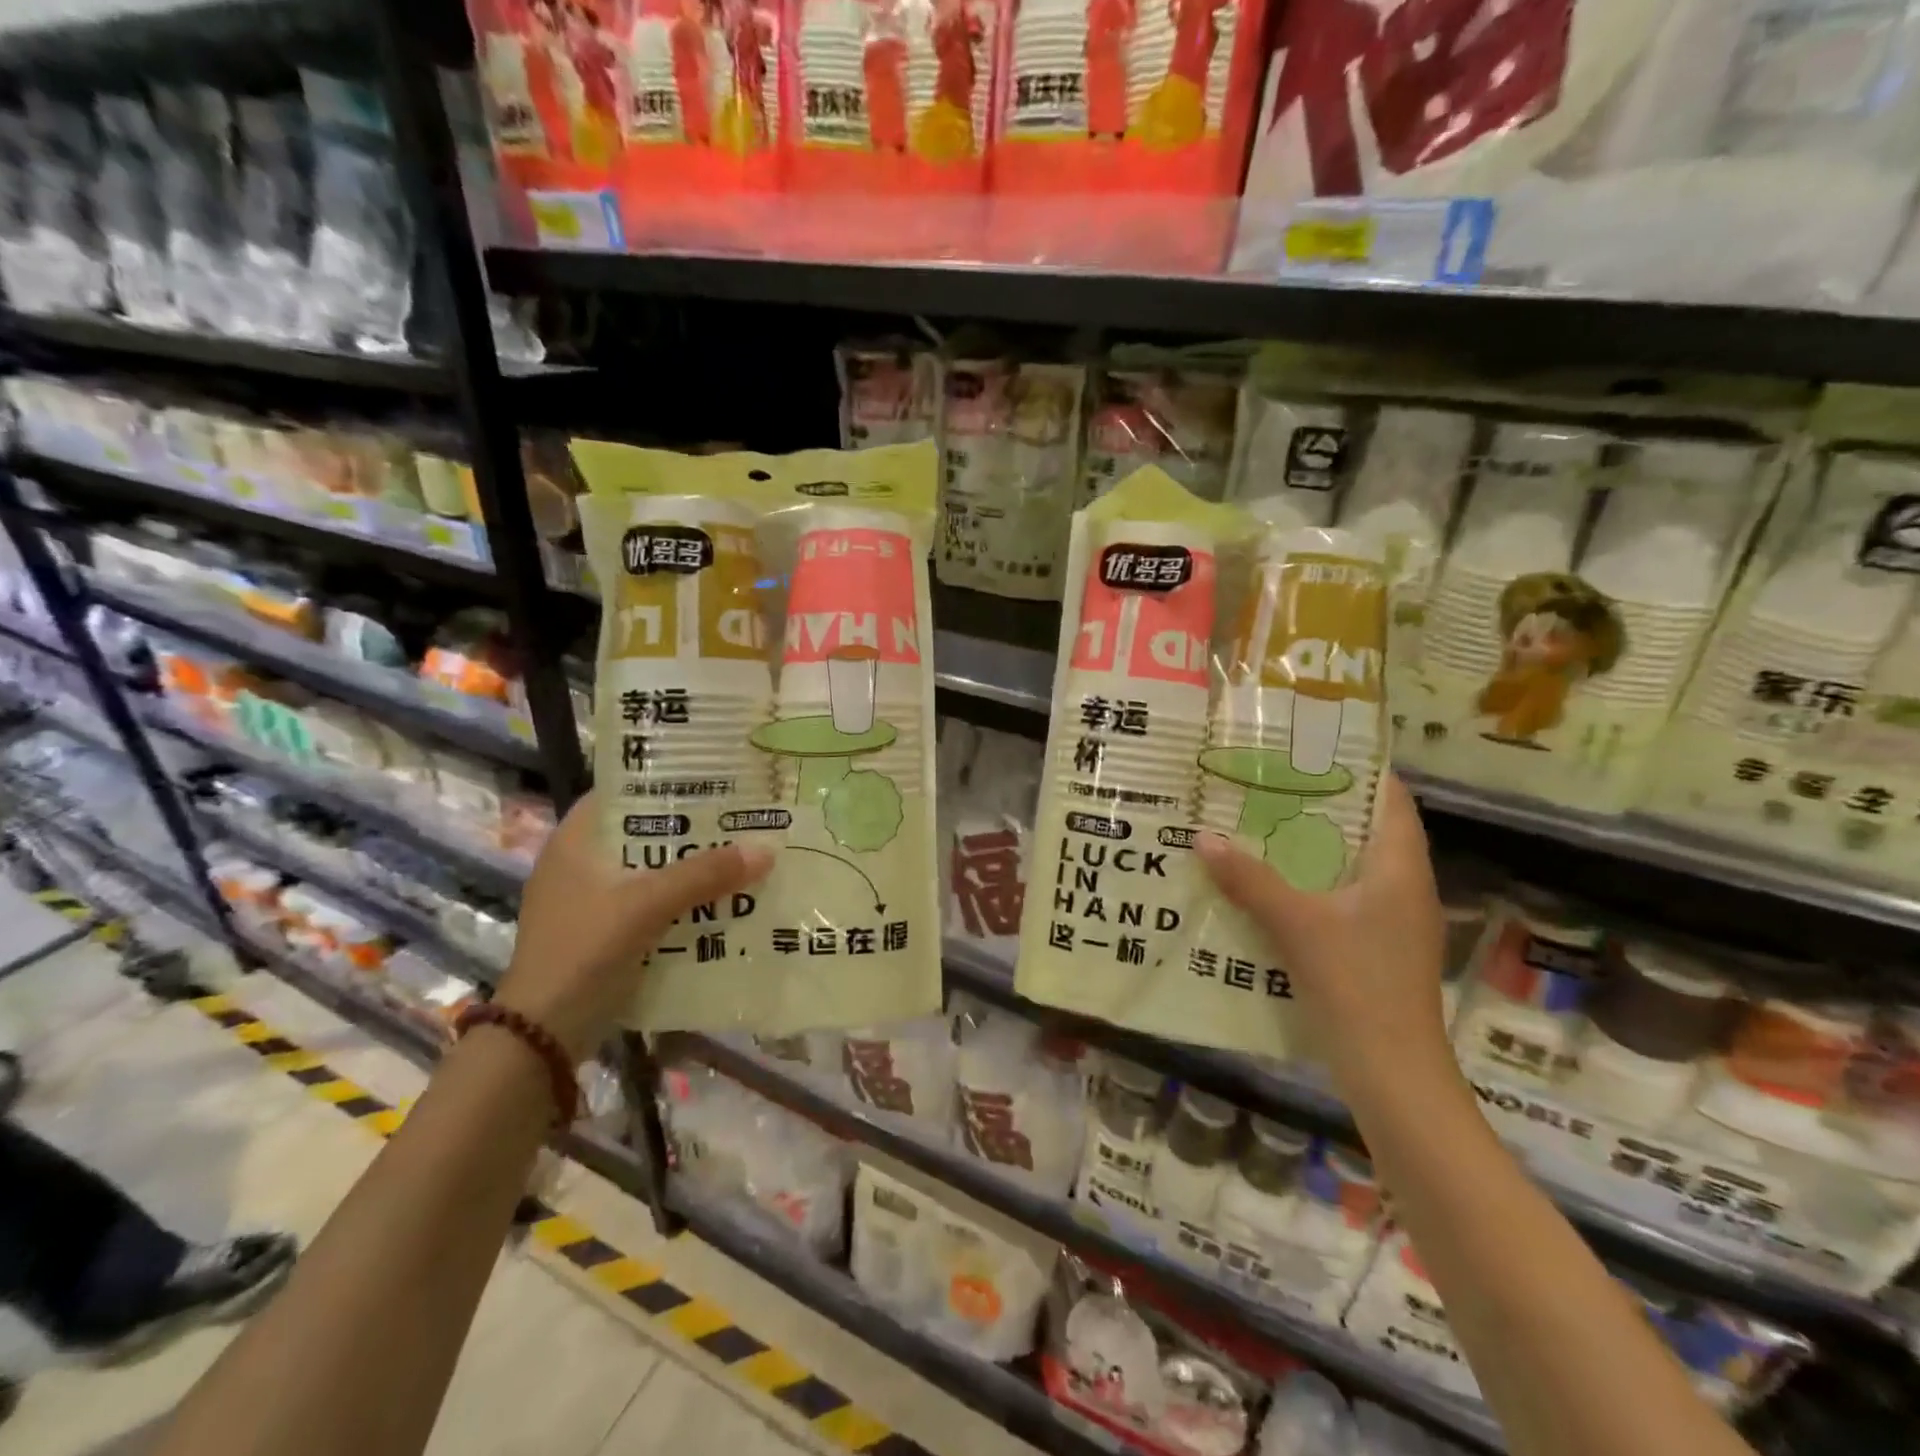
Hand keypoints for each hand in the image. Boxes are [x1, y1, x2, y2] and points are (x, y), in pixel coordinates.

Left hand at [495, 795, 773, 1059]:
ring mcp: (591, 900)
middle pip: (645, 832)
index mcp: (576, 841)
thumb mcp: (647, 905)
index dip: (666, 780)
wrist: (544, 1035)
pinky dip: (683, 899)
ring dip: (692, 867)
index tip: (714, 776)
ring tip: (741, 853)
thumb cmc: (585, 951)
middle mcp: (581, 863)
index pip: (623, 791)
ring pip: (652, 869)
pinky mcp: (604, 932)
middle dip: (692, 828)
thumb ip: (704, 875)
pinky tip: (722, 899)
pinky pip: (653, 902)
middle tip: (741, 816)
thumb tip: (766, 849)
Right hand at [1194, 773, 1452, 1103]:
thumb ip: (1250, 879)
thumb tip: (1204, 837)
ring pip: (1349, 865)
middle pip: (1365, 828)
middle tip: (1266, 782)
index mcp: (1399, 868)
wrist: (1392, 1074)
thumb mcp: (1297, 925)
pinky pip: (1339, 898)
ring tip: (1257, 824)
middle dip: (1319, 804)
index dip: (1359, 767)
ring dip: (1309, 846)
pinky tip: (1266, 885)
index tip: (1310, 746)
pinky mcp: (1373, 948)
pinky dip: (1307, 883)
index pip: (1391, 798)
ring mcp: (1390, 921)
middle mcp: (1402, 887)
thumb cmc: (1357, 984)